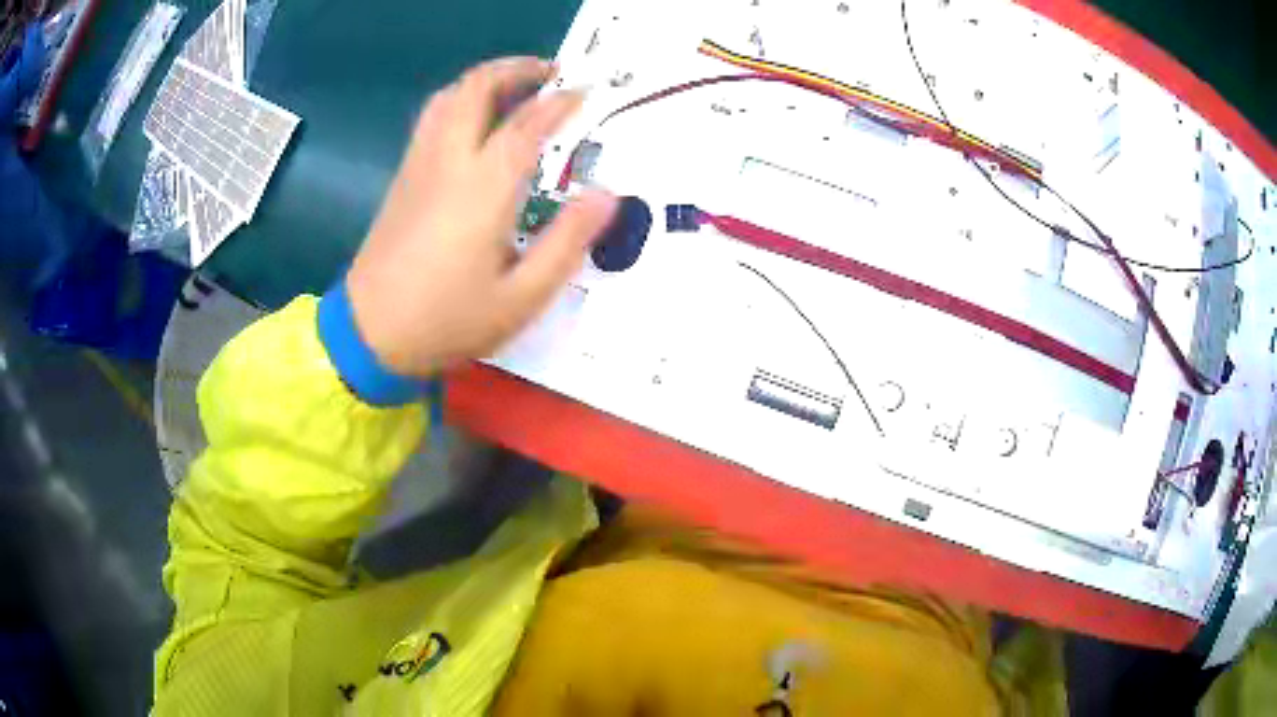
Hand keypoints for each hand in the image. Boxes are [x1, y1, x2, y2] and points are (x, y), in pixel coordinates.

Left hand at [346, 57, 616, 376]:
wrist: (370, 334)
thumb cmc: (448, 320)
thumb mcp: (521, 296)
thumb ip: (567, 242)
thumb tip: (606, 195)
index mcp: (483, 187)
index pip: (527, 123)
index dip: (560, 102)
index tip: (585, 93)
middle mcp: (448, 161)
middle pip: (477, 88)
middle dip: (516, 69)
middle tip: (550, 74)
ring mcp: (419, 165)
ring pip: (448, 97)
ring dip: (485, 80)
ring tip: (516, 89)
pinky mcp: (403, 178)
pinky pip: (432, 118)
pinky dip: (460, 101)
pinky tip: (476, 123)